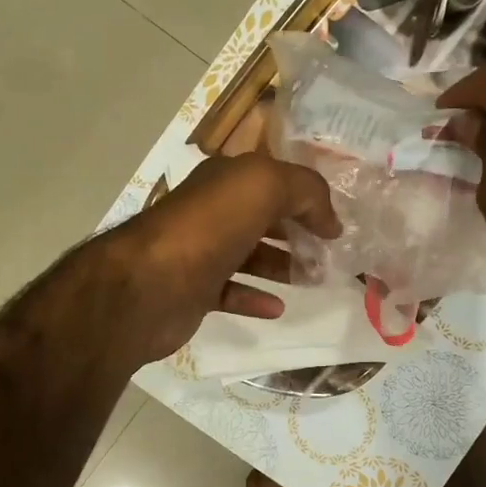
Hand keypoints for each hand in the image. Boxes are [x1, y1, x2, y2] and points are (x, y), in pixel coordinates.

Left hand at [95, 154, 340, 364]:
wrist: (149, 284)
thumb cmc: (209, 228)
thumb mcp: (264, 186)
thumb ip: (306, 191)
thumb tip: (330, 221)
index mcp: (225, 180)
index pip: (273, 179)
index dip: (306, 196)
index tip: (336, 221)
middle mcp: (211, 212)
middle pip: (263, 218)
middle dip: (298, 232)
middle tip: (331, 254)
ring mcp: (200, 252)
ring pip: (249, 255)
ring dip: (283, 265)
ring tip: (315, 279)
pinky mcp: (194, 291)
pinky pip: (231, 292)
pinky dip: (255, 298)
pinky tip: (278, 308)